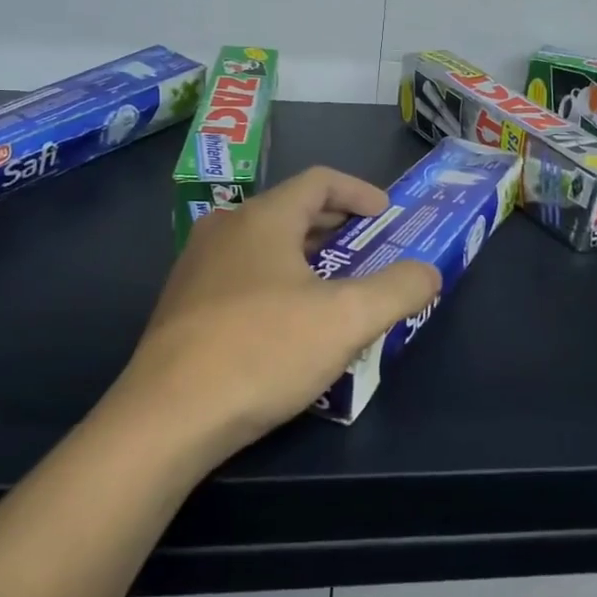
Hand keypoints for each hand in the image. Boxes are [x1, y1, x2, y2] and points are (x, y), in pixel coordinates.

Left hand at [112, 167, 441, 461]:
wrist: (168, 416)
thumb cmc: (263, 351)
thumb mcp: (347, 319)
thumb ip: (398, 289)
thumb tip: (429, 271)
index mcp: (262, 218)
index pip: (319, 181)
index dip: (359, 192)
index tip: (387, 214)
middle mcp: (225, 229)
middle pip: (291, 210)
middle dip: (336, 225)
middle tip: (370, 248)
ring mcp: (197, 266)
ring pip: (264, 244)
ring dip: (306, 255)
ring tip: (335, 285)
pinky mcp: (183, 304)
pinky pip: (242, 275)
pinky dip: (277, 280)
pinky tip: (288, 322)